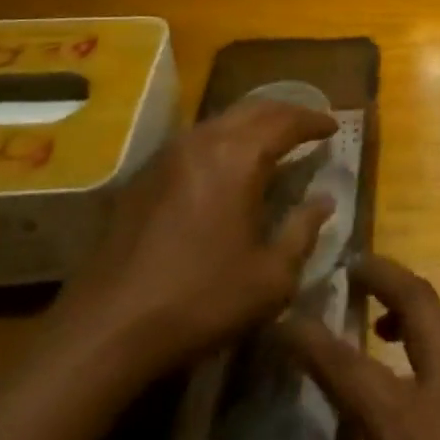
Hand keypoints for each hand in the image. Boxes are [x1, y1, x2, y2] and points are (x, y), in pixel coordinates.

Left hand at [51, 99, 336, 375]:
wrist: (105, 330)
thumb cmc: (200, 300)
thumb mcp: (271, 277)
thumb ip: (303, 231)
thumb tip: (324, 201)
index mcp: (238, 157)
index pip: (286, 122)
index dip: (314, 121)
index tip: (334, 126)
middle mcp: (202, 143)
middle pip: (252, 109)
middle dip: (285, 112)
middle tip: (308, 125)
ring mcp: (165, 158)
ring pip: (219, 121)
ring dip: (251, 124)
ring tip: (271, 141)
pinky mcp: (141, 179)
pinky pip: (194, 142)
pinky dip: (222, 142)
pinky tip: (225, 167)